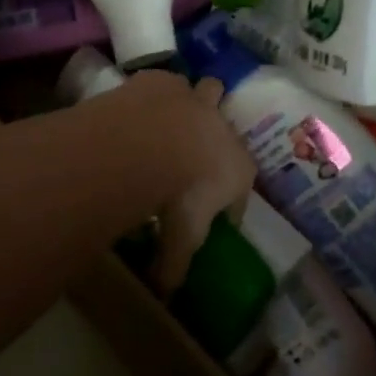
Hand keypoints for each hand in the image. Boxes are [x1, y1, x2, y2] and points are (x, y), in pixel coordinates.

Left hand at [136, 73, 257, 295]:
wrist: (155, 141)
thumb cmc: (182, 194)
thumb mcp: (181, 236)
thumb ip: (174, 264)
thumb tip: (164, 294)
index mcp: (238, 168)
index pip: (240, 189)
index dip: (228, 204)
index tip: (213, 216)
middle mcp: (222, 127)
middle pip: (227, 122)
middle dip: (216, 130)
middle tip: (195, 145)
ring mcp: (193, 98)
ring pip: (204, 90)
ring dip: (191, 102)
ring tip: (168, 118)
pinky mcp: (162, 81)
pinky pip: (162, 83)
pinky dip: (153, 95)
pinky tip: (136, 108)